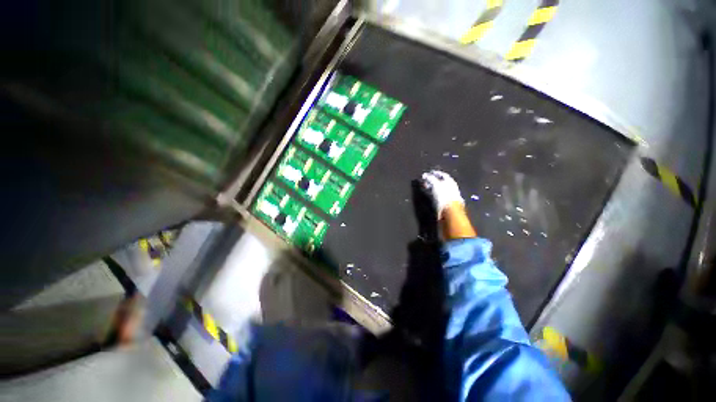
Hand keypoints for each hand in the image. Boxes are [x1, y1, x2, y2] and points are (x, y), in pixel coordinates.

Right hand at [421, 170, 463, 217]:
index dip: (435, 173)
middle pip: (442, 182)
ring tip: (426, 187)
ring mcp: (449, 196)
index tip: (428, 173)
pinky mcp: (446, 204)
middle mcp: (451, 188)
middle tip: (425, 180)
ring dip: (433, 187)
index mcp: (451, 182)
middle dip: (433, 180)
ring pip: (440, 189)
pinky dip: (434, 194)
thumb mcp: (436, 185)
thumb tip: (424, 175)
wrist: (450, 213)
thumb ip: (430, 179)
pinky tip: (429, 196)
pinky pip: (439, 196)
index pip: (443, 175)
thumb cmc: (444, 197)